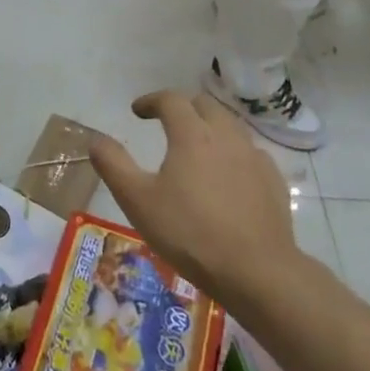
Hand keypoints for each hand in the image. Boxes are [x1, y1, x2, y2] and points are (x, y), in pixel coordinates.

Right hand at [89, 92, 298, 304]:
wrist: (255, 270)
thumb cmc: (189, 233)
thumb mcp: (137, 200)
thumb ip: (114, 165)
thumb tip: (96, 139)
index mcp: (192, 135)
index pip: (171, 100)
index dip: (151, 100)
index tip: (137, 111)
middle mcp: (226, 136)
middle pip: (204, 105)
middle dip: (182, 107)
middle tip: (166, 122)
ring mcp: (254, 157)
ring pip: (230, 126)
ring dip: (209, 126)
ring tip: (195, 146)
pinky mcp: (273, 180)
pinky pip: (249, 152)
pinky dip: (232, 152)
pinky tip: (227, 175)